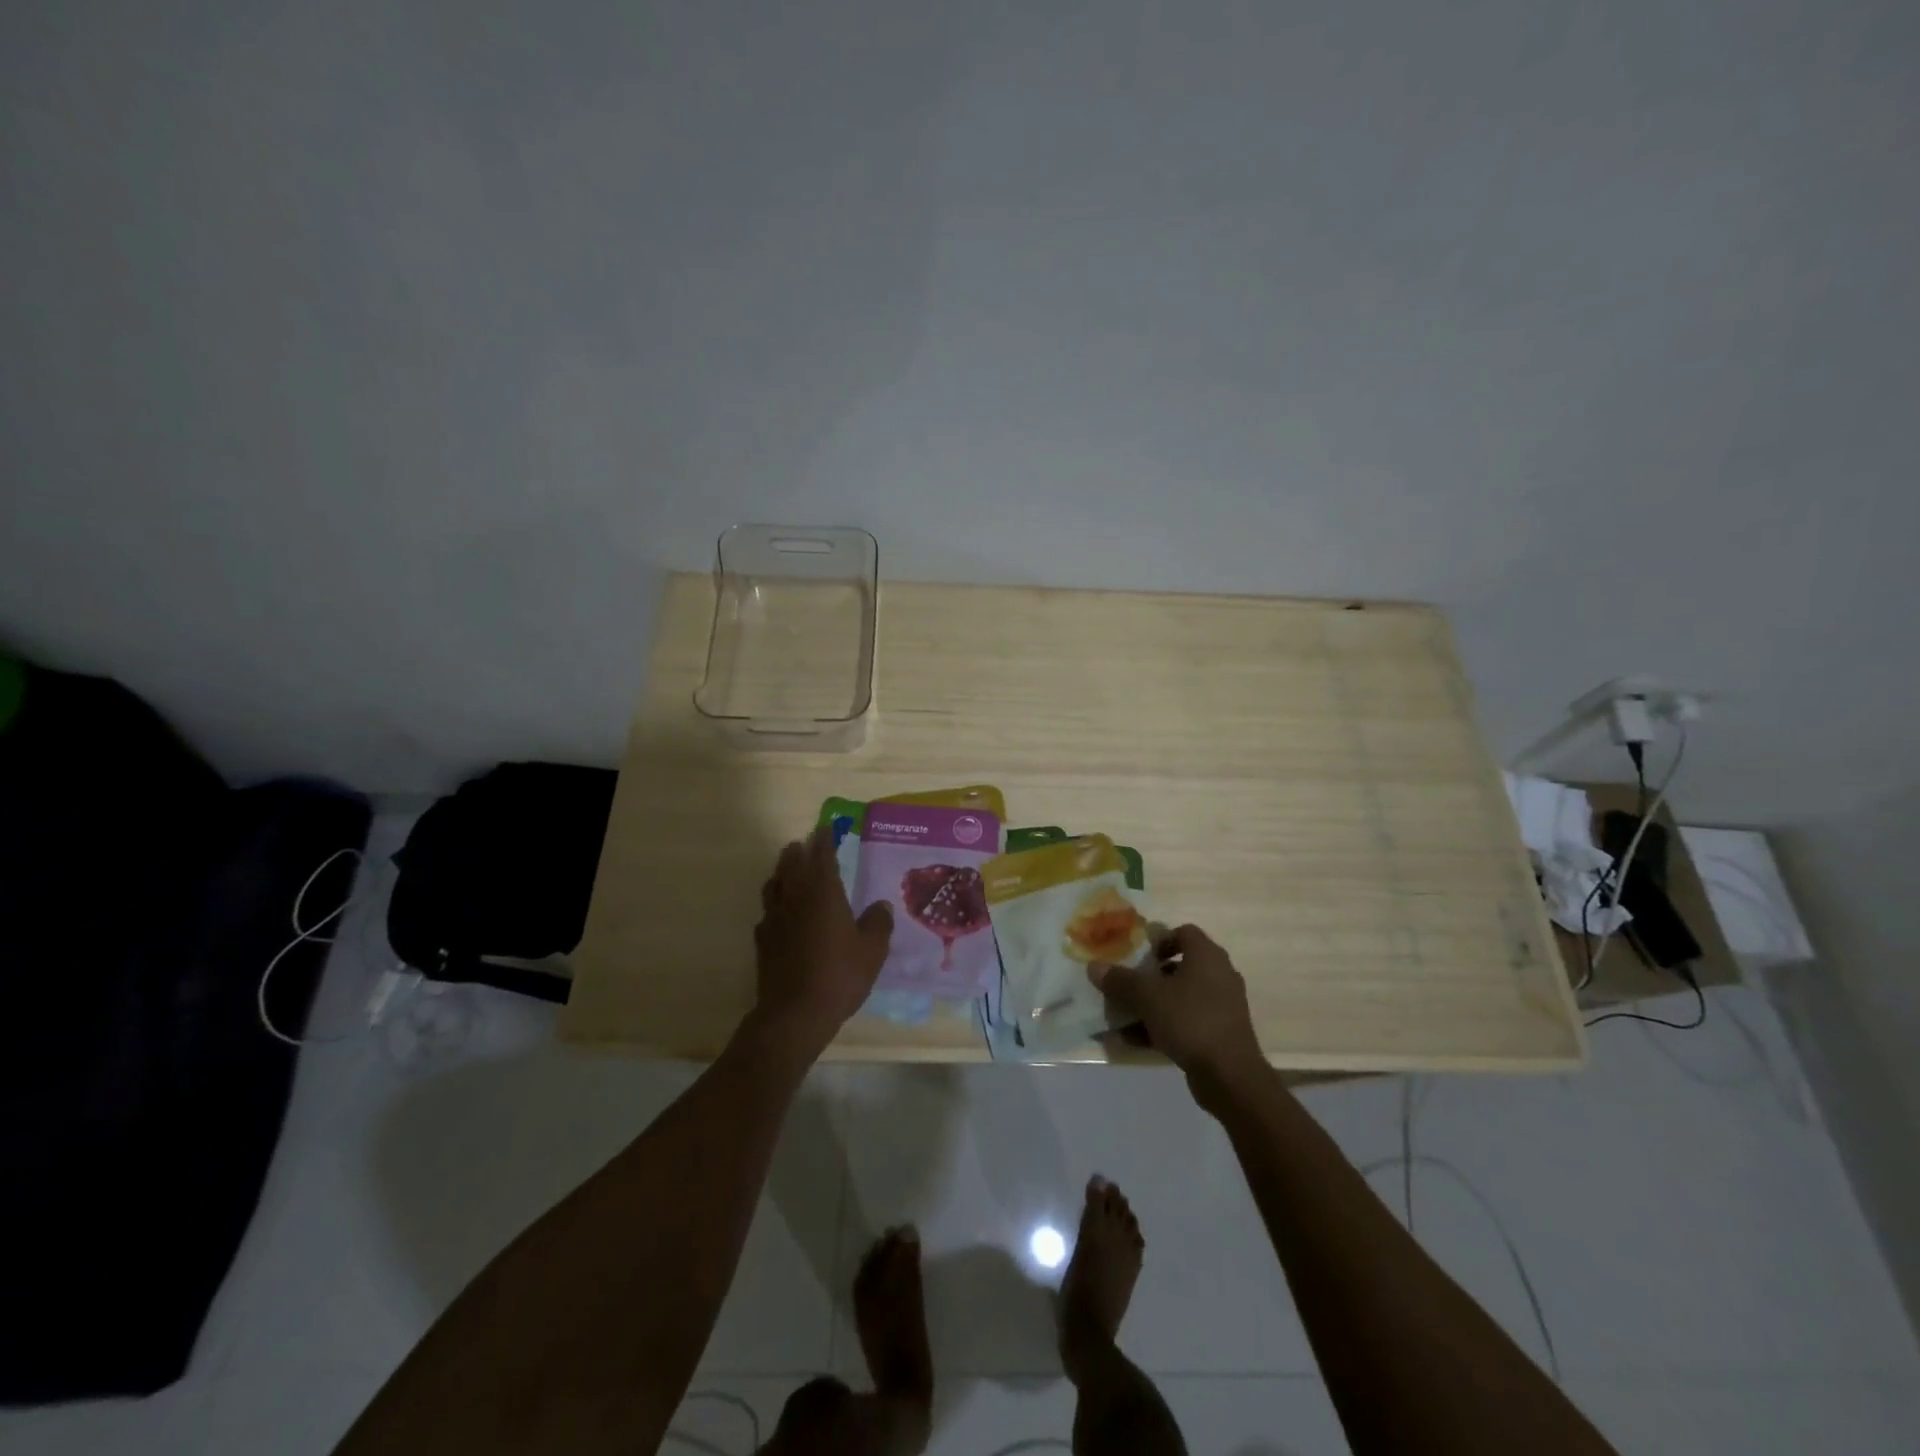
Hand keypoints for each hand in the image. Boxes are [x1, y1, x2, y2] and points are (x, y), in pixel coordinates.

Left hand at [752, 827, 893, 1051]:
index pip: (821, 857)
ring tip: (787, 870)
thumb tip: (881, 906)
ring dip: (781, 873)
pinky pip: (766, 913)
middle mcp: (795, 900)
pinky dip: (773, 905)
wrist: (794, 1014)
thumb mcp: (872, 951)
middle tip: (802, 844)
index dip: (824, 841)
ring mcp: (774, 920)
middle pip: (791, 866)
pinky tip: (778, 913)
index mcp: (823, 894)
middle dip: (798, 852)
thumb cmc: (839, 976)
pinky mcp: (763, 942)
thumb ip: (878, 924)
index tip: (825, 828)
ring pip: (774, 886)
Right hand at [1089, 925, 1267, 1096]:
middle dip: (1149, 977)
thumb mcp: (1147, 997)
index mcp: (1206, 955)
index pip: (1182, 932)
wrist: (1230, 1075)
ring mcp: (1222, 1006)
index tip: (1137, 956)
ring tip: (1123, 1017)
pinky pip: (1186, 1021)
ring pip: (1180, 997)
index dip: (1158, 940)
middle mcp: (1219, 975)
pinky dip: (1163, 1026)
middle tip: (1126, 986)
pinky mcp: (1220, 1033)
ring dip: (1152, 1005)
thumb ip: (1120, 980)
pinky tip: (1135, 1040)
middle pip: (1178, 966)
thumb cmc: (1189, 1020)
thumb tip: (1093, 966)